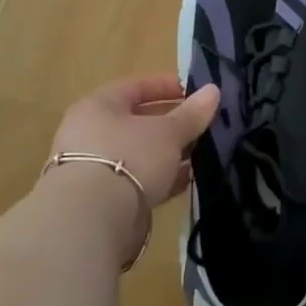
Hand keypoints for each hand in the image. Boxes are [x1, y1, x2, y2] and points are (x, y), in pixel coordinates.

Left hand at [47, 75, 219, 209]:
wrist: (92, 219)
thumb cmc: (129, 157)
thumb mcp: (168, 132)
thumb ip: (191, 113)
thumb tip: (213, 91)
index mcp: (98, 106)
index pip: (135, 87)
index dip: (166, 86)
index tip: (195, 92)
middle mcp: (91, 133)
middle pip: (138, 121)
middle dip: (172, 122)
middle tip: (203, 123)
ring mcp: (95, 167)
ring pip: (140, 153)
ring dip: (170, 152)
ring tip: (203, 151)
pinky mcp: (104, 199)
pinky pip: (139, 179)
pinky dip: (162, 177)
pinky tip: (189, 178)